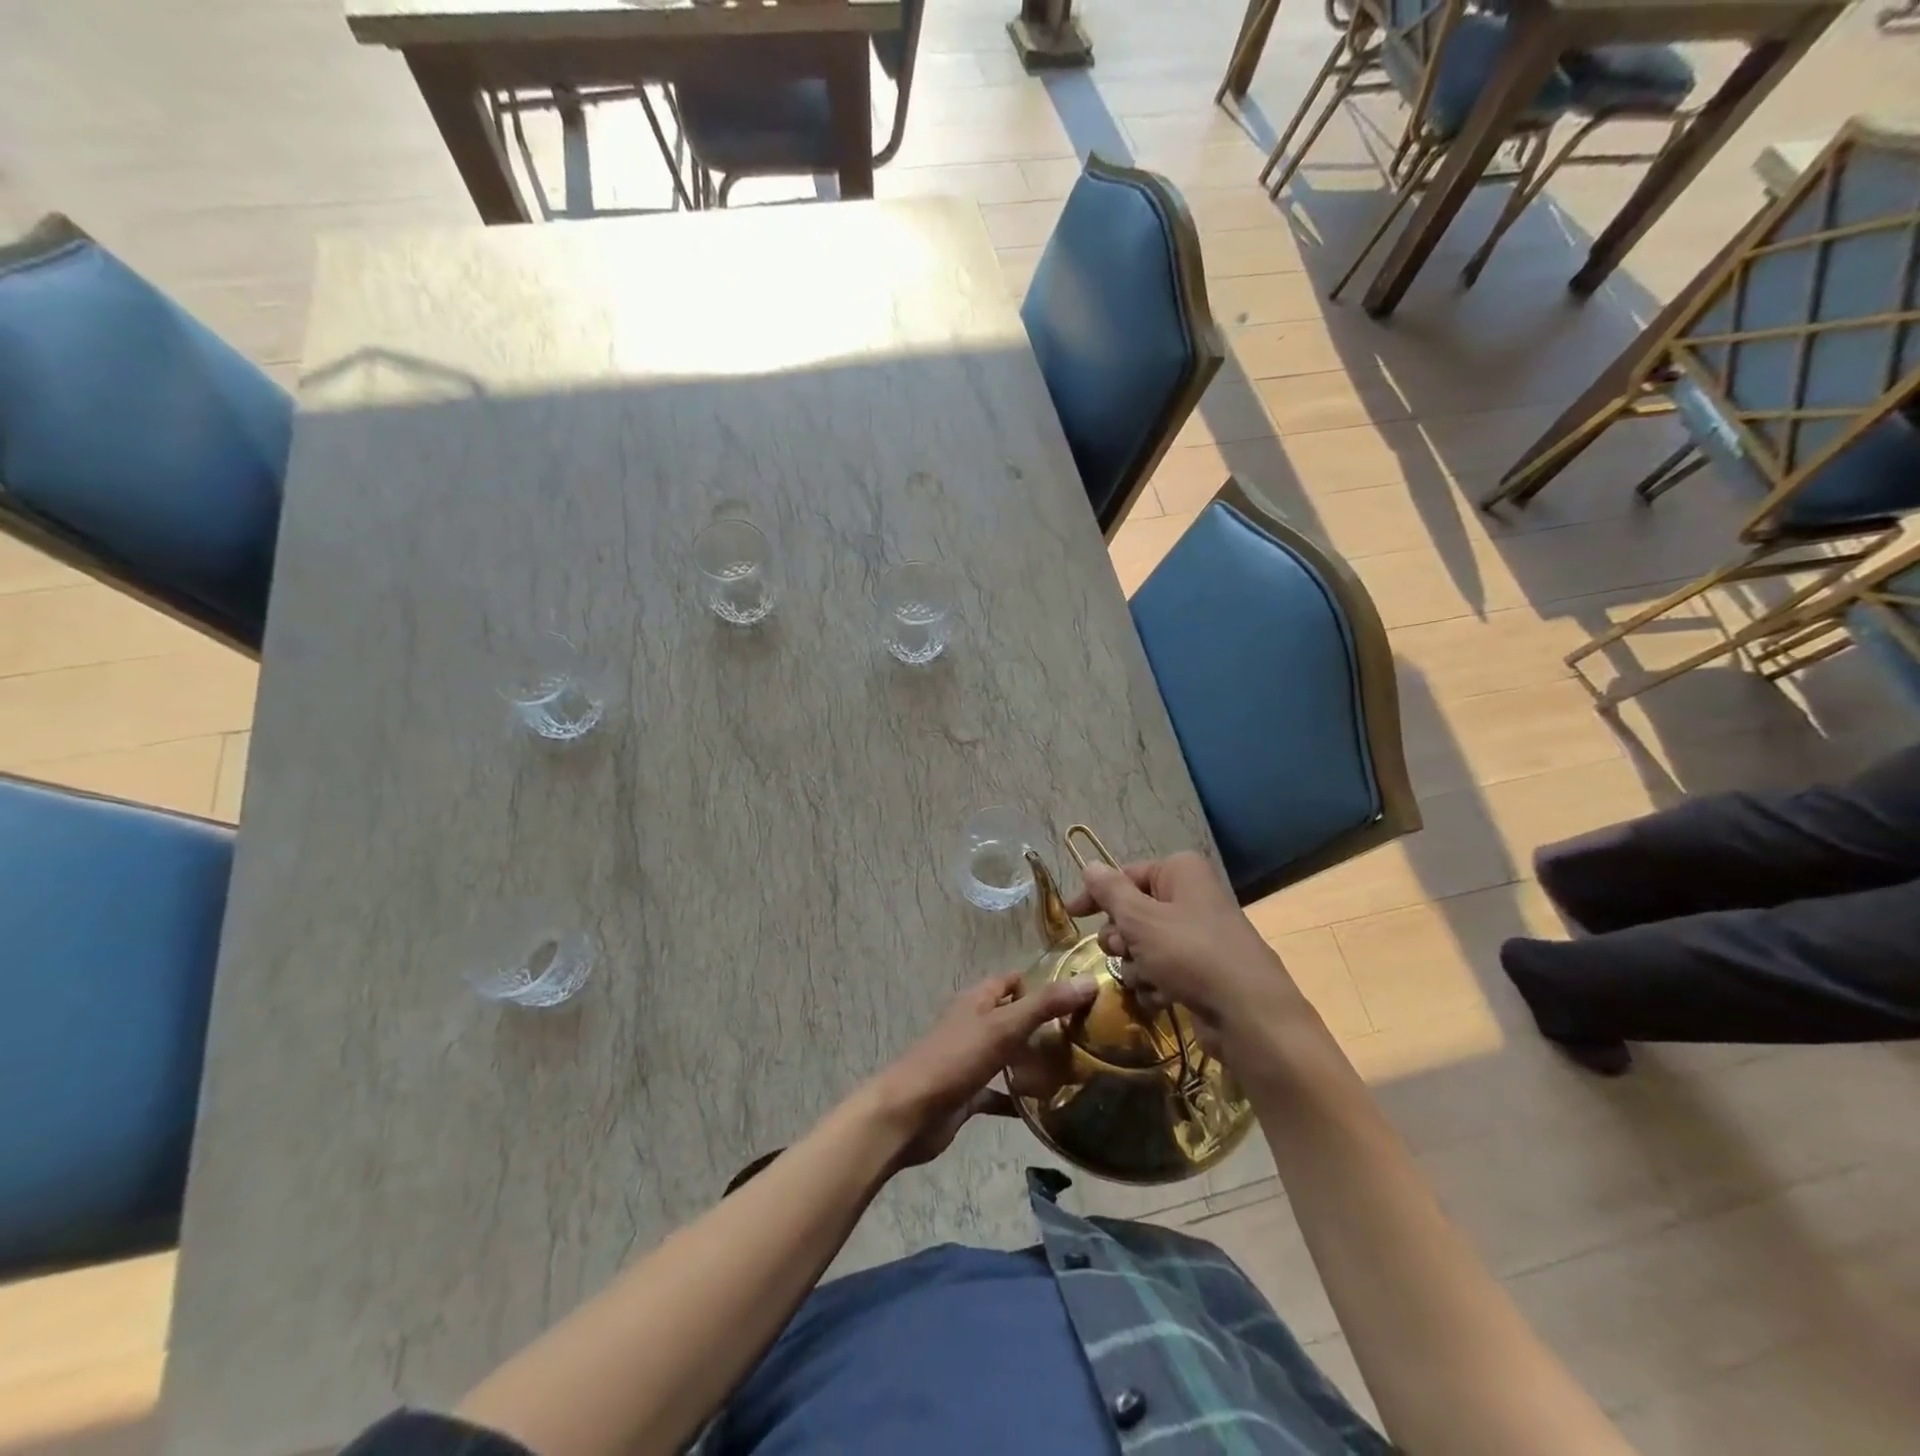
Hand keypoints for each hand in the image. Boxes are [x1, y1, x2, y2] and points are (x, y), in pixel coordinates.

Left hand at [866, 970, 1097, 1167]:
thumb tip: (1089, 981)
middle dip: (1042, 1025)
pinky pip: (999, 1091)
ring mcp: (969, 1059)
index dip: (1040, 984)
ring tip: (1073, 1071)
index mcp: (977, 1001)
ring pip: (1007, 1054)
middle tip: (1083, 1038)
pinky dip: (1018, 1098)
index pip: (1012, 981)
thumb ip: (1045, 1005)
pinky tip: (1045, 1109)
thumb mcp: (1003, 1027)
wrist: (909, 1113)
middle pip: (1012, 1017)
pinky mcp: (967, 1093)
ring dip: (1032, 1061)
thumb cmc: (955, 1060)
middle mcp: (973, 1024)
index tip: (1076, 998)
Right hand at [1066, 852, 1306, 1063]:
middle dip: (1121, 938)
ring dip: (1136, 966)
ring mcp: (1197, 936)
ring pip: (1143, 946)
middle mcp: (1190, 897)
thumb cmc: (1191, 954)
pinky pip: (1162, 970)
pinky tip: (1163, 997)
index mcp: (1180, 872)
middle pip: (1133, 912)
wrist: (1249, 1015)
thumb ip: (1110, 892)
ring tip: (1149, 979)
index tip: (1072, 916)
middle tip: (1125, 951)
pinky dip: (1156, 984)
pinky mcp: (1201, 971)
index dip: (1096, 895)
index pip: (1125, 875)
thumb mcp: (1141, 920)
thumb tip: (1089, 865)